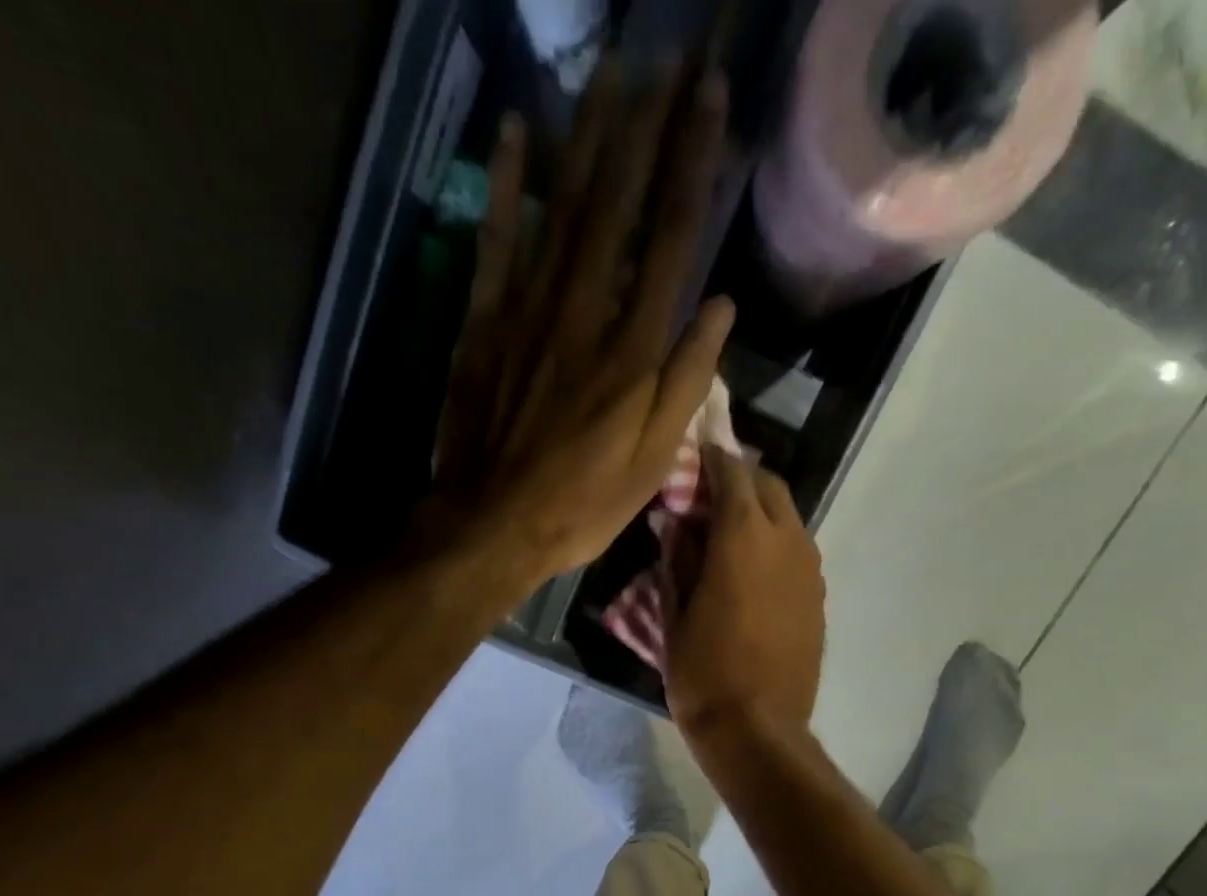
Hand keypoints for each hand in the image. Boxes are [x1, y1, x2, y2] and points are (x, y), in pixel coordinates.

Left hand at [427, 59, 734, 595]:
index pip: (671, 238)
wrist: (493, 524)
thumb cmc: (582, 504)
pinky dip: (503, 183)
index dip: (692, 163)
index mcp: (634, 351)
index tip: (709, 99)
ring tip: (610, 72)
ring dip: (587, 134)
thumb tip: (722, 305)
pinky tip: (513, 130)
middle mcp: (585, 312)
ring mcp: (529, 310)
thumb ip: (687, 381)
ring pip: (562, 207)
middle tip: (667, 60)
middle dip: (646, 127)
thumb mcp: (653, 461)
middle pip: (619, 204)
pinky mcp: (485, 322)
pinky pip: (494, 239)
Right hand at [665, 444, 826, 744]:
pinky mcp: (818, 597)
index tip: (694, 451)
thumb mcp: (674, 614)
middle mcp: (786, 540)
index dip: (711, 455)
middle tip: (708, 494)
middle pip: (768, 485)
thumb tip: (677, 523)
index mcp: (744, 536)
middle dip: (740, 478)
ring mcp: (809, 569)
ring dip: (760, 512)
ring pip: (788, 518)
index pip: (731, 471)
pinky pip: (797, 551)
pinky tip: (751, 570)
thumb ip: (677, 558)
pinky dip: (775, 544)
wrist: (759, 729)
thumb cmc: (703, 673)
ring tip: (728, 533)